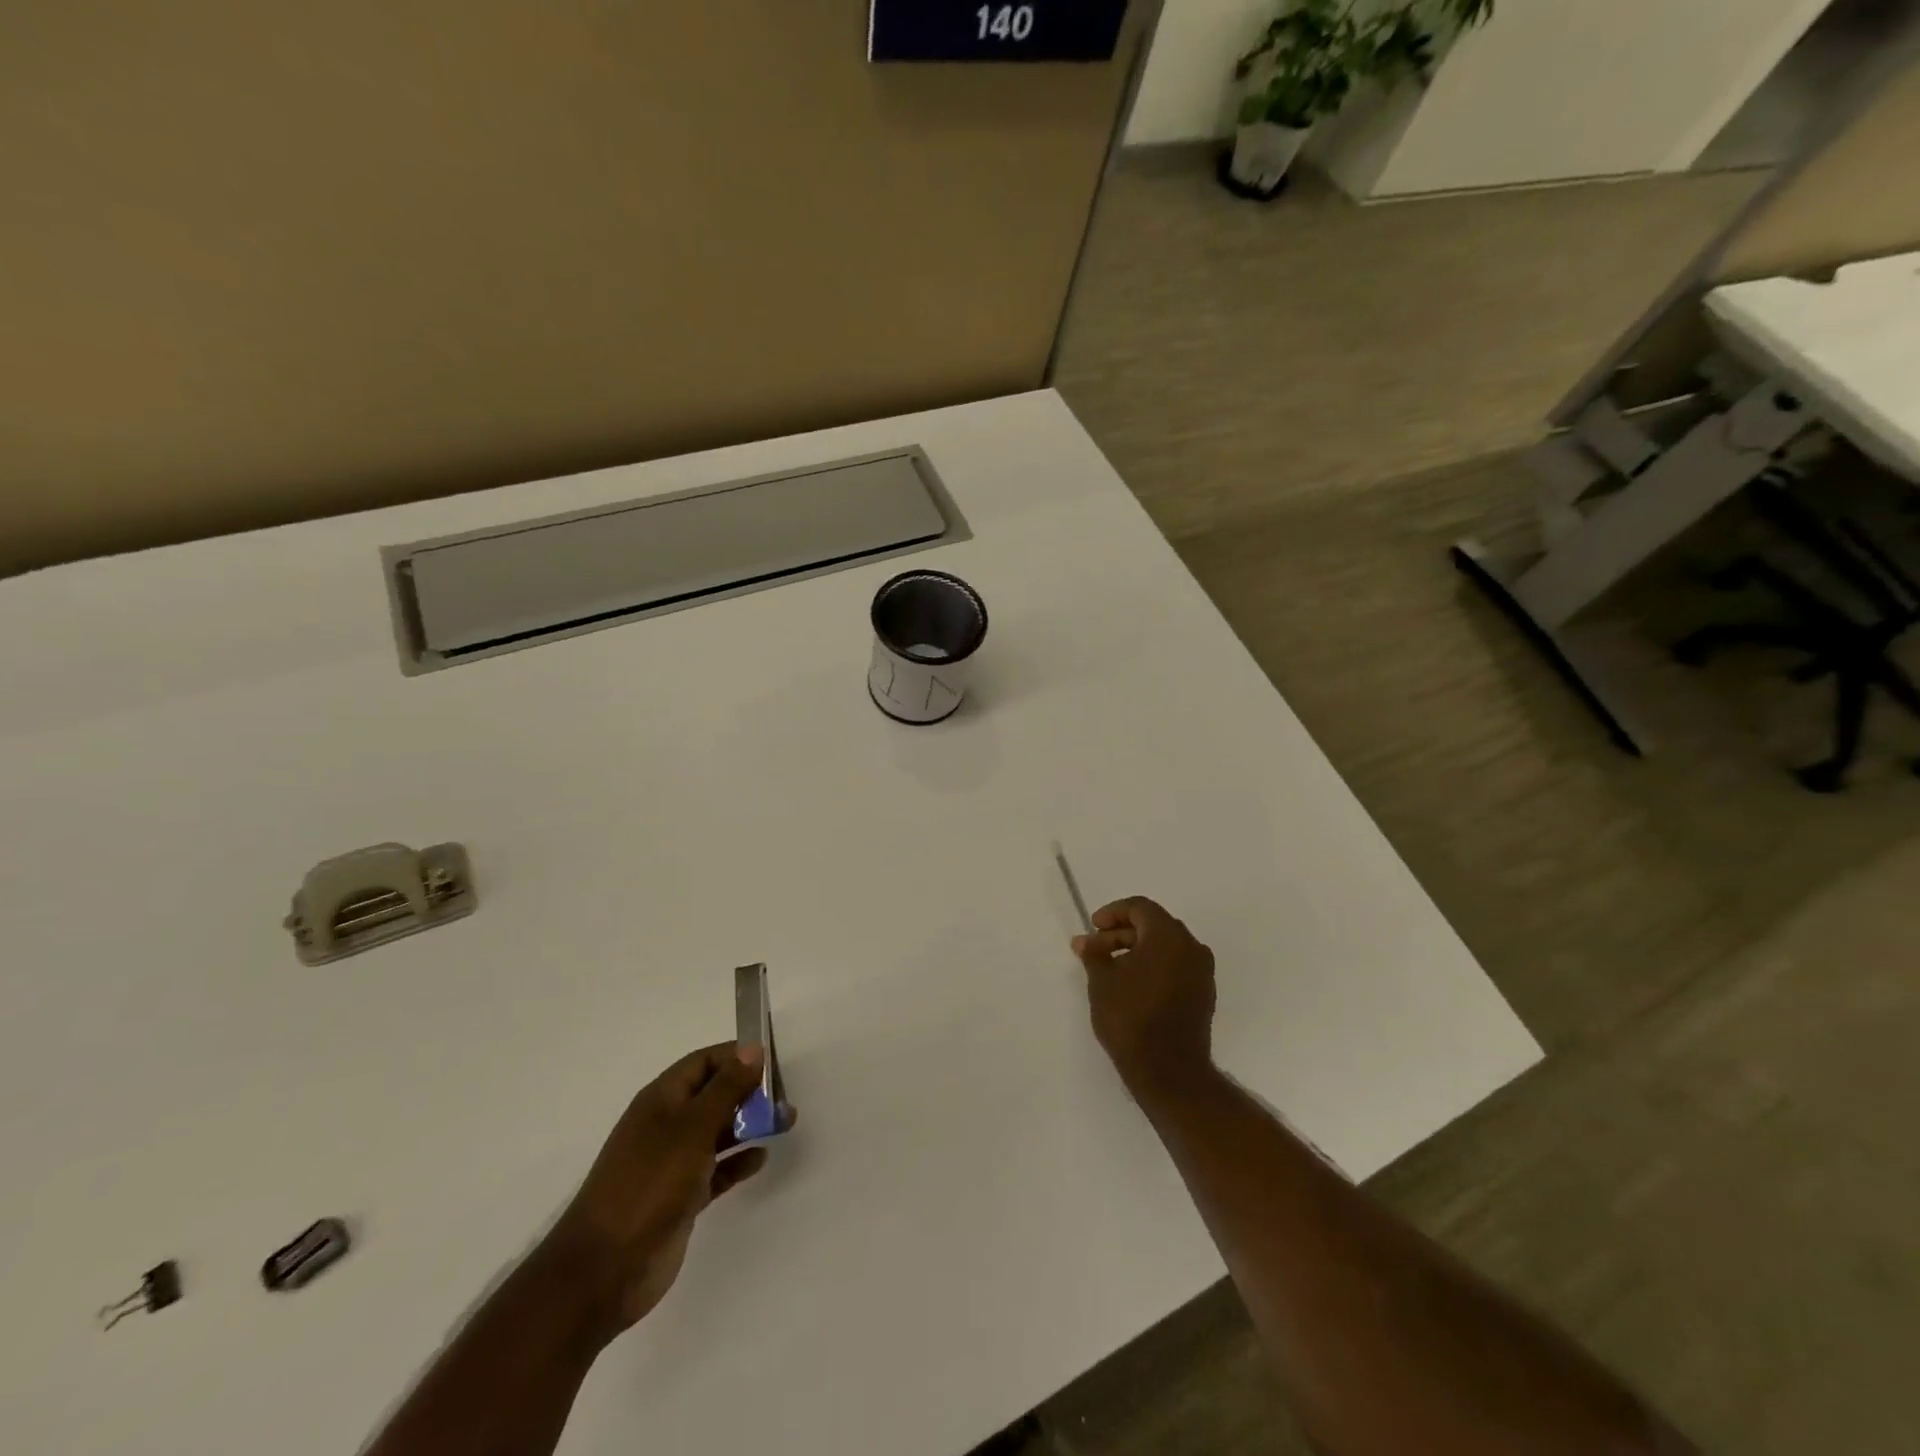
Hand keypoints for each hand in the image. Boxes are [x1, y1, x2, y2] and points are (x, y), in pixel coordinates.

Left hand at [545, 1044, 787, 1341]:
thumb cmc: (649, 1184)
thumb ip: (726, 1088)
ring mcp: (672, 1162)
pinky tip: (761, 1158)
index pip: (703, 1062)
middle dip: (749, 1091)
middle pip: (714, 1094)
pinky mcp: (681, 1197)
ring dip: (750, 1124)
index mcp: (661, 1099)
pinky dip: (738, 1161)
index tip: (773, 1062)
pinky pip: (717, 1169)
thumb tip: (752, 1049)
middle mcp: (667, 1124)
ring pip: (718, 1131)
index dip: (736, 1057)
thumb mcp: (693, 1128)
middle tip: (784, 1098)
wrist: (604, 1269)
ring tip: (785, 1122)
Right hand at [1072, 897, 1215, 1096]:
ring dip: (1137, 951)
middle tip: (1095, 951)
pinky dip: (1154, 967)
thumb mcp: (1102, 981)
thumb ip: (1094, 954)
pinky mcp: (1204, 995)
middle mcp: (1191, 947)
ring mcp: (1202, 972)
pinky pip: (1176, 967)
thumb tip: (1086, 941)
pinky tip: (1132, 986)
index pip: (1140, 907)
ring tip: (1110, 970)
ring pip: (1166, 947)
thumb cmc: (1131, 1018)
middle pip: (1153, 925)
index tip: (1093, 929)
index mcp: (1168, 935)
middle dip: (1121, 934)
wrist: (1169, 1071)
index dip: (1113, 913)